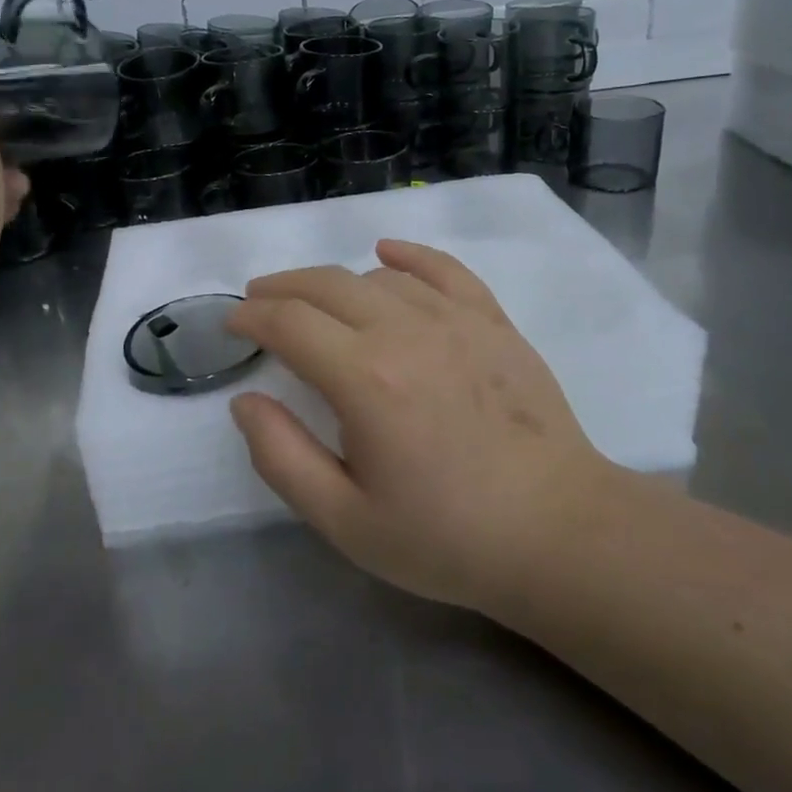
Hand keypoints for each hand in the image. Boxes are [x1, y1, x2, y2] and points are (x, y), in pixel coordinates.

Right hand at [225, 240, 618, 612]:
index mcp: (364, 378)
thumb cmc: (446, 536)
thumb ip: (282, 457)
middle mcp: (405, 331)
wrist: (557, 532)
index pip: (289, 322)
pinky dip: (407, 256)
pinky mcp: (492, 321)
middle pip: (326, 285)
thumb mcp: (345, 520)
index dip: (252, 317)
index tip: (234, 325)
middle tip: (259, 302)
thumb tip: (245, 401)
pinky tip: (386, 255)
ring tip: (316, 304)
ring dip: (334, 283)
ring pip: (377, 277)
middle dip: (281, 289)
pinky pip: (443, 269)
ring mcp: (455, 319)